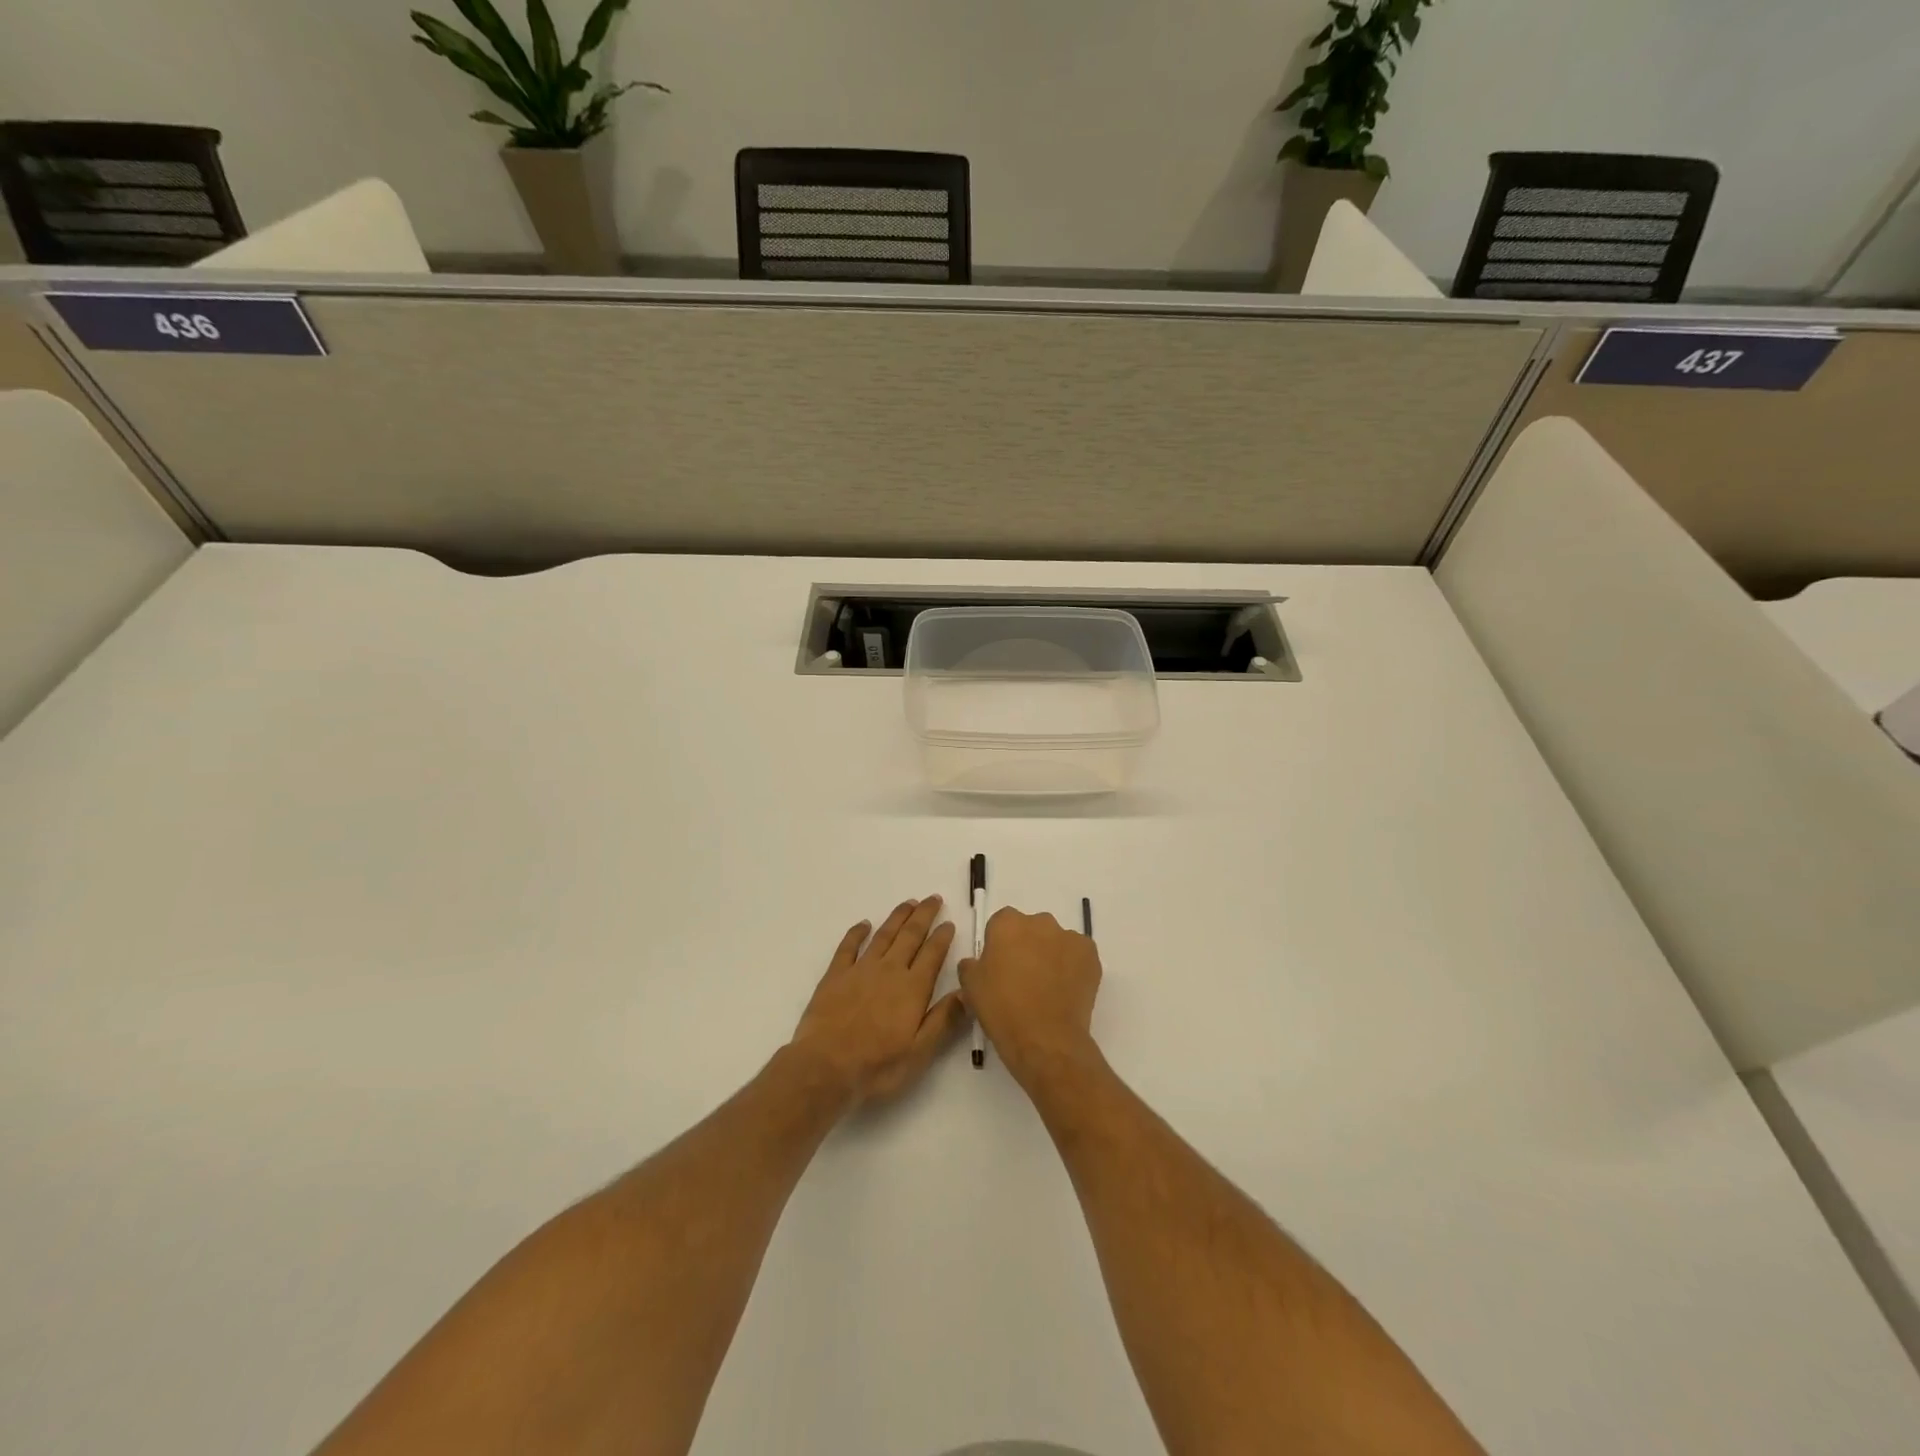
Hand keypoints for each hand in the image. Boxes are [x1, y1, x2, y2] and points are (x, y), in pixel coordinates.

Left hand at [790, 897, 966, 1103]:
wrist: (825, 1068)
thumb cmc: (877, 1066)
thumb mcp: (920, 1051)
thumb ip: (944, 1019)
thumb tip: (967, 991)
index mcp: (912, 988)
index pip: (933, 954)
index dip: (942, 937)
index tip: (949, 922)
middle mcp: (889, 970)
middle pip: (910, 935)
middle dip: (924, 915)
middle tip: (933, 899)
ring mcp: (860, 970)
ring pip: (883, 935)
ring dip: (898, 917)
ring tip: (909, 903)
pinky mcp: (835, 975)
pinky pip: (848, 946)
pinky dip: (857, 932)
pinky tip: (864, 924)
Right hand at [959, 907, 1101, 1084]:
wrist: (1045, 1039)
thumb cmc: (1002, 1009)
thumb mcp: (971, 987)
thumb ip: (970, 965)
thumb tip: (976, 963)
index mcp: (1007, 924)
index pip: (1001, 924)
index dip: (999, 945)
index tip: (999, 967)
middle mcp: (1040, 922)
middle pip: (1031, 929)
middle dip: (1027, 946)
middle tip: (1022, 978)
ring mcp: (1069, 937)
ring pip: (1056, 941)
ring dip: (1051, 955)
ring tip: (1047, 988)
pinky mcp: (1090, 955)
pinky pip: (1077, 954)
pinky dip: (1072, 967)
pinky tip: (1065, 991)